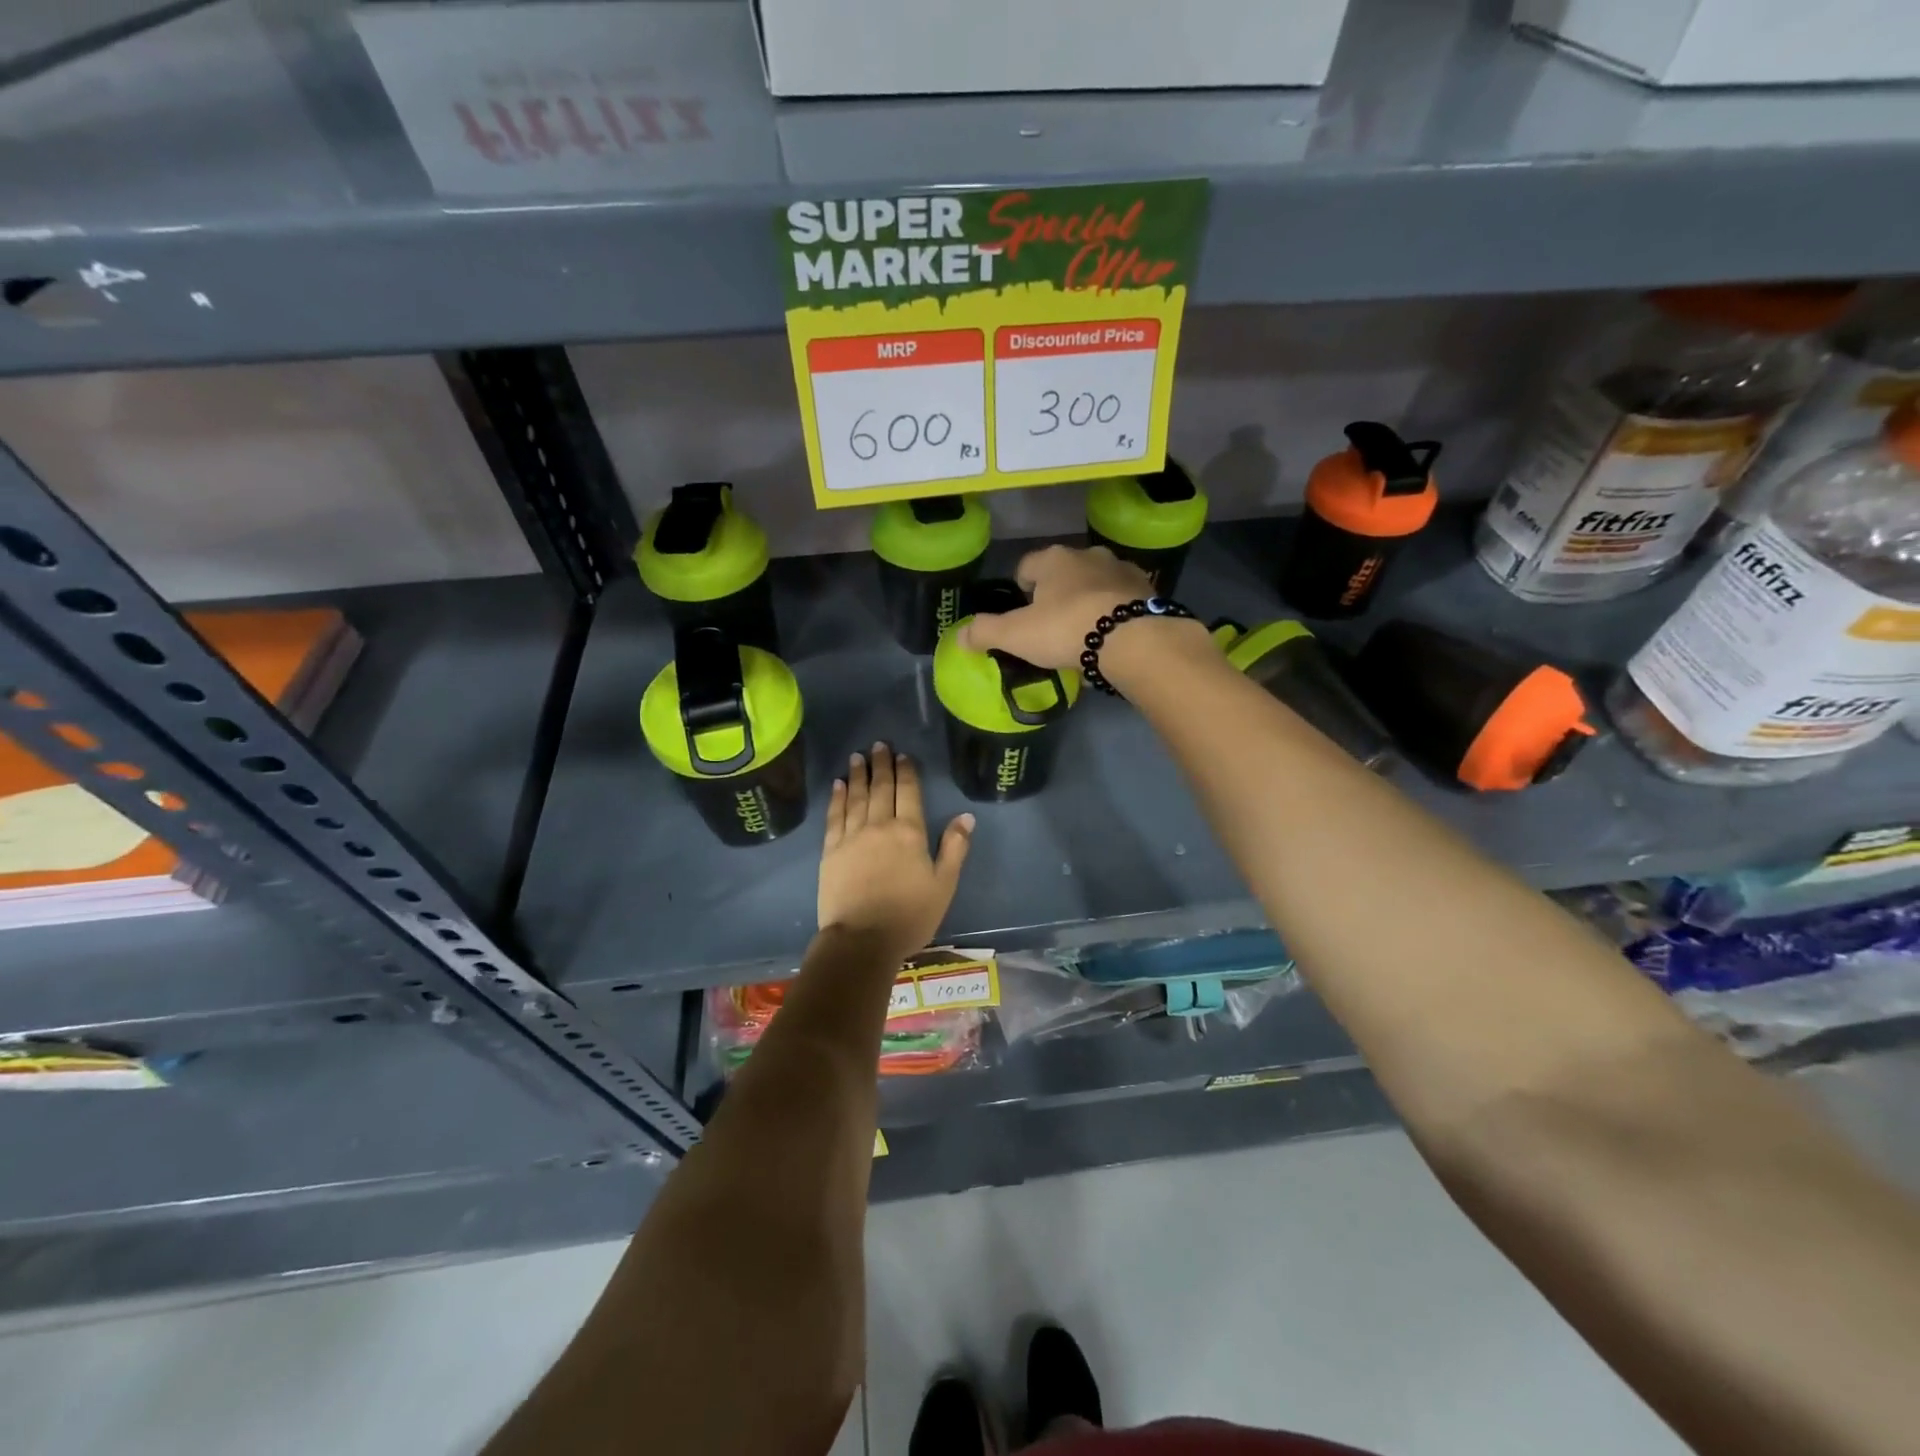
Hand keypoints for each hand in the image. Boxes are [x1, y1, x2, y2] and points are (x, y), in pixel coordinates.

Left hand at [818, 743, 973, 964]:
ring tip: (858, 757)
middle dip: (881, 765)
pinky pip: (834, 816)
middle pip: (880, 788)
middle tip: (879, 745)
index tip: (902, 755)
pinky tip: (837, 785)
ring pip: (855, 797)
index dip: (906, 771)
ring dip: (857, 775)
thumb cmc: (909, 916)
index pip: (908, 792)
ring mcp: (851, 836)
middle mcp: (879, 826)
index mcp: (909, 832)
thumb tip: (966, 816)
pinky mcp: (830, 850)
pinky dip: (836, 798)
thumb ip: (954, 848)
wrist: (862, 940)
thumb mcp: (943, 885)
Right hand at [956, 544, 1153, 670]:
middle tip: (1052, 625)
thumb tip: (959, 637)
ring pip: (1097, 582)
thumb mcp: (1016, 635)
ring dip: (1089, 599)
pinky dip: (1116, 611)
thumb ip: (985, 632)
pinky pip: (1123, 599)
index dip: (1021, 586)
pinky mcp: (1148, 590)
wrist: (1134, 639)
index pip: (1027, 564)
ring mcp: (1122, 570)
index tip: (1022, 610)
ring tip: (1085, 632)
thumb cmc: (1066, 629)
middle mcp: (1088, 555)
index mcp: (1054, 559)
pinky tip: (1113, 636)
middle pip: (1065, 571)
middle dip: (1058, 592)